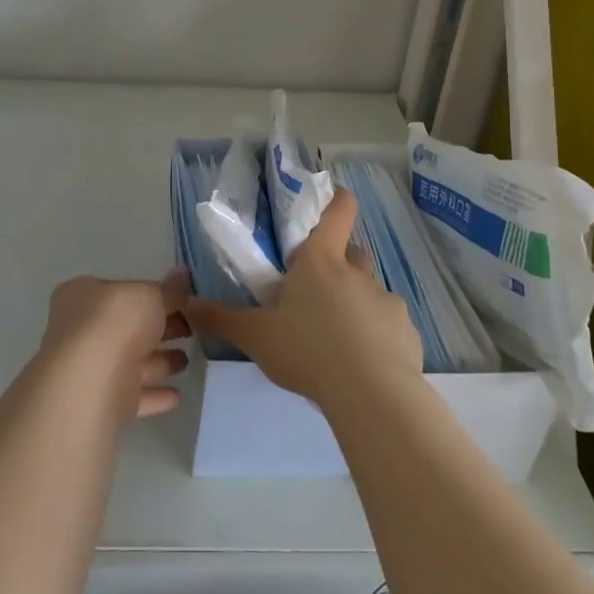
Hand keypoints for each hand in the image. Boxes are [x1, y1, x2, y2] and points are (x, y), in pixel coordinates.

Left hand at [39, 269, 192, 421]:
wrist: (90, 384)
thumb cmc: (115, 323)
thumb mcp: (150, 295)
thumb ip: (170, 290)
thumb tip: (183, 274)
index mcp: (84, 296)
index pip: (122, 290)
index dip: (152, 294)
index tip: (182, 301)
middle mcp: (82, 330)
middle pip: (129, 327)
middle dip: (160, 329)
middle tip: (192, 329)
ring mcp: (92, 369)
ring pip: (132, 362)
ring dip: (159, 362)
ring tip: (187, 360)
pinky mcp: (103, 403)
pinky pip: (134, 395)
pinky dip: (154, 395)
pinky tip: (177, 395)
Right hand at [188, 190, 421, 411]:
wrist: (371, 395)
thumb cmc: (308, 351)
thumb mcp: (256, 336)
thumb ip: (222, 318)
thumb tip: (188, 303)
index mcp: (321, 263)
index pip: (338, 211)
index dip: (335, 199)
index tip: (329, 198)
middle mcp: (357, 273)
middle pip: (351, 253)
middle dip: (336, 265)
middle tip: (314, 291)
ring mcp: (386, 301)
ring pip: (369, 292)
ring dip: (355, 304)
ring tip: (336, 338)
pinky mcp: (405, 332)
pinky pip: (387, 326)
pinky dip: (376, 336)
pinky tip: (362, 364)